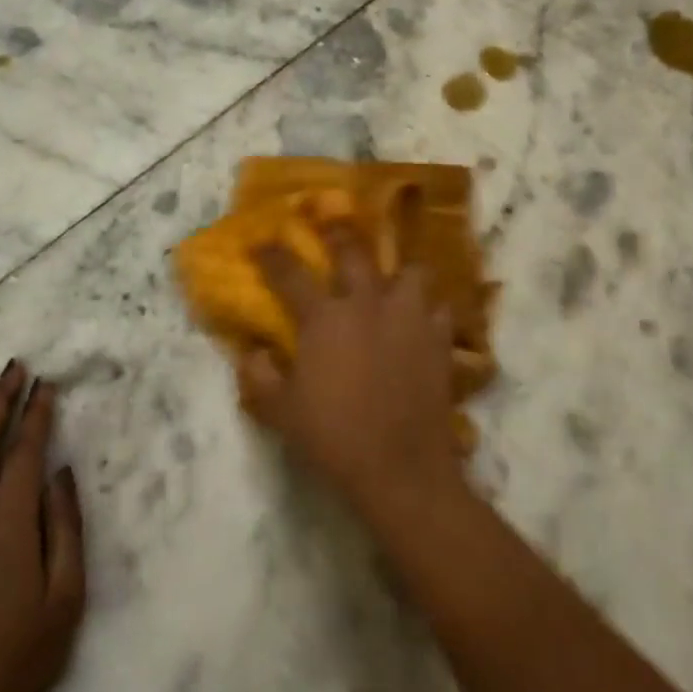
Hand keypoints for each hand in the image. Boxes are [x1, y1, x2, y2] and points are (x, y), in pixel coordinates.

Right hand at [245, 227, 464, 521]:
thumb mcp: (280, 412)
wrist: (399, 468)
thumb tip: (252, 352)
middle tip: (332, 223)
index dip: (272, 254)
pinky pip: (439, 308)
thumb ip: (259, 376)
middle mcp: (367, 305)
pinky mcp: (439, 339)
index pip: (289, 273)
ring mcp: (409, 318)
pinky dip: (429, 308)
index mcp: (324, 319)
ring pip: (410, 272)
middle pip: (353, 251)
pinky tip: (422, 319)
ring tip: (392, 280)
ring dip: (398, 272)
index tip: (262, 240)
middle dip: (338, 233)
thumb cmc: (333, 438)